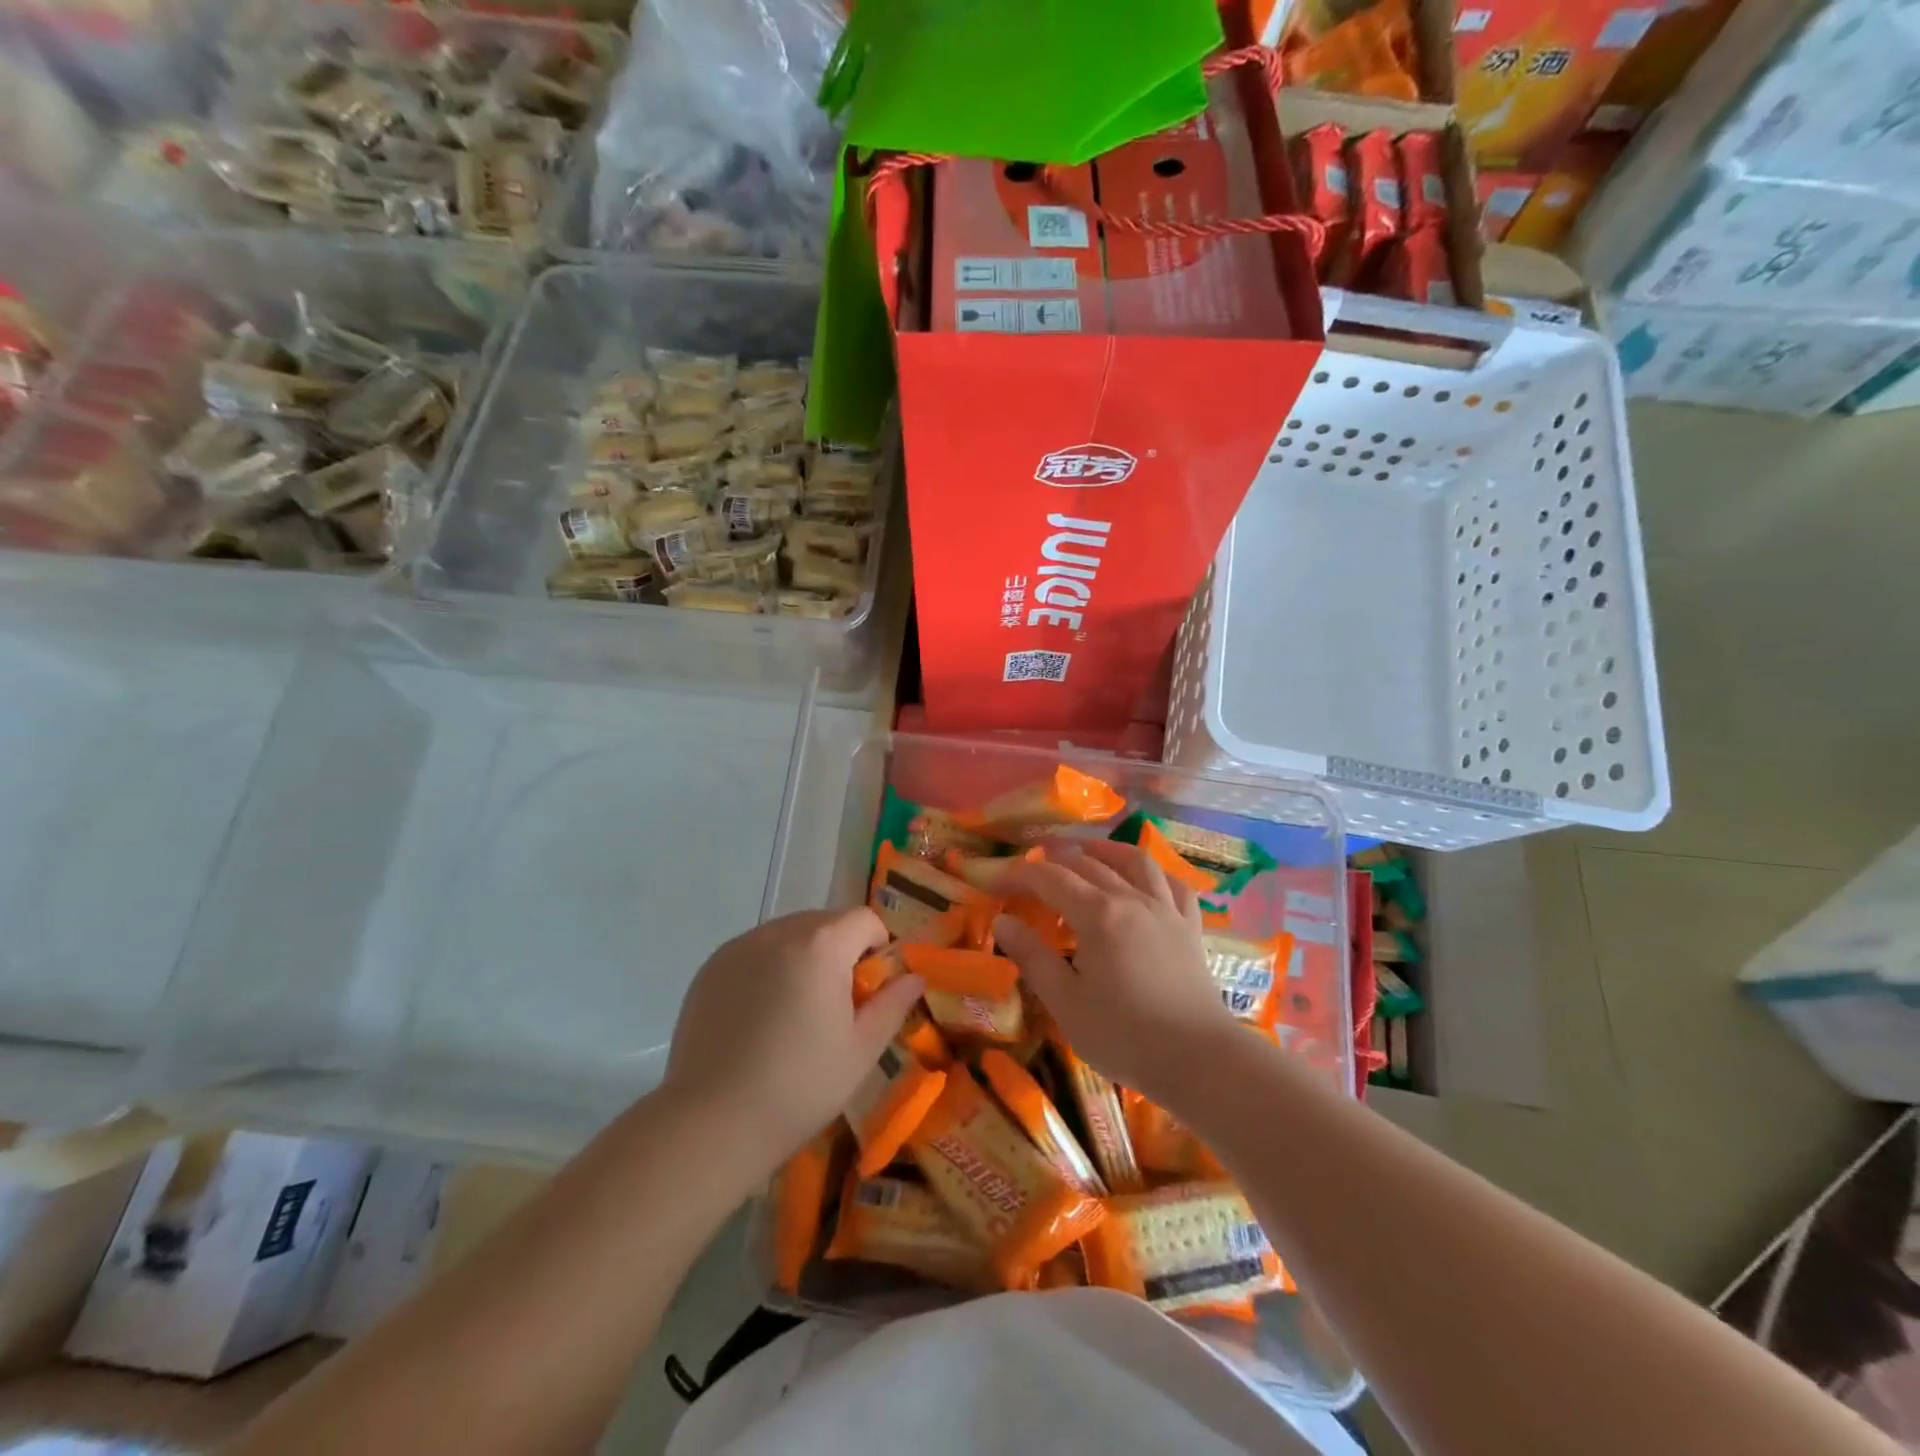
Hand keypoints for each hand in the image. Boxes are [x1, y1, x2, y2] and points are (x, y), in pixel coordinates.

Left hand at [665, 908, 923, 1174]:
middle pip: (825, 923)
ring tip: (792, 1014)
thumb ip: (893, 1004)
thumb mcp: (861, 1050)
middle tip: (833, 1006)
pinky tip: (758, 1018)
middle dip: (839, 952)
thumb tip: (914, 977)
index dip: (877, 949)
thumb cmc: (800, 1086)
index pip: (864, 919)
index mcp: (822, 944)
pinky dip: (767, 970)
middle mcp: (779, 932)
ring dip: (803, 958)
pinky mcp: (711, 967)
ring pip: (788, 935)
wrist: (711, 1123)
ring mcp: (739, 947)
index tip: (868, 991)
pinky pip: (754, 952)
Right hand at [995, 841, 1236, 1104]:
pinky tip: (1144, 879)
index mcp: (1097, 914)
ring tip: (1086, 853)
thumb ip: (1033, 957)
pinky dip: (1154, 873)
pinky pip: (1174, 885)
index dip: (1019, 875)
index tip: (995, 882)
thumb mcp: (1066, 1003)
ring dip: (1105, 851)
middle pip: (1088, 865)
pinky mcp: (1189, 927)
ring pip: (1135, 862)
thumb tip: (1004, 921)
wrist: (1200, 1059)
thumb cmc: (1124, 1036)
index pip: (1049, 879)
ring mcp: (1166, 910)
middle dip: (1054, 862)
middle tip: (1031, 872)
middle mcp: (1131, 899)